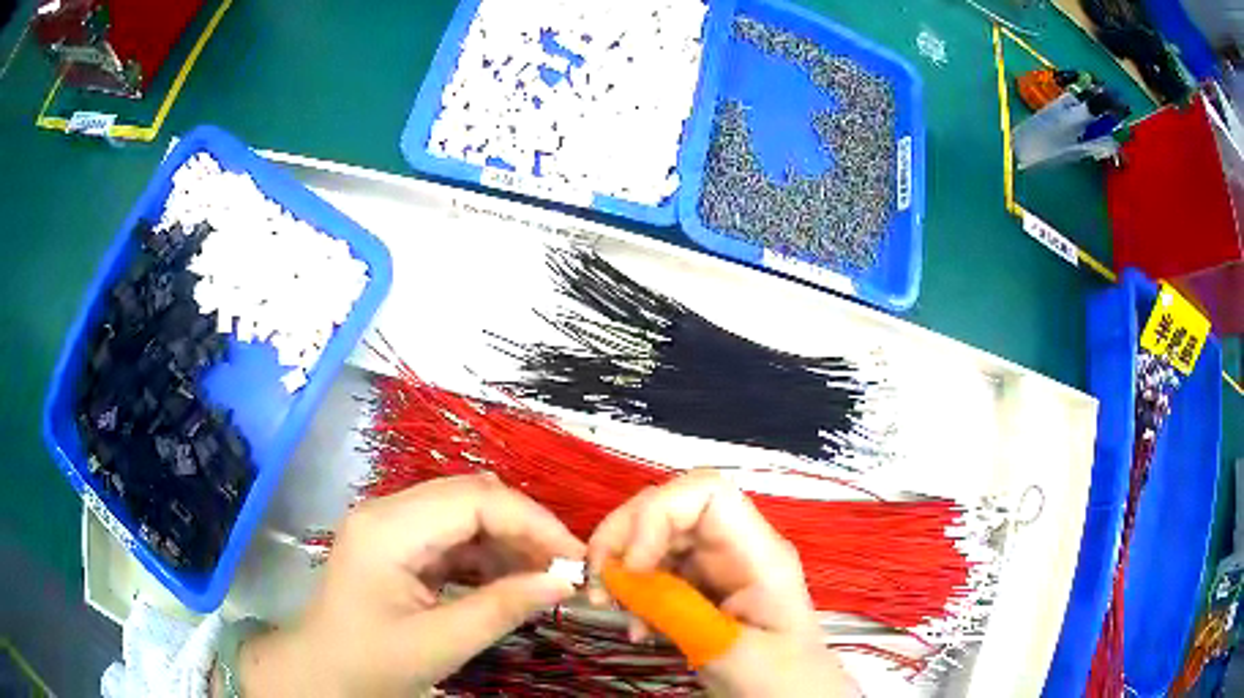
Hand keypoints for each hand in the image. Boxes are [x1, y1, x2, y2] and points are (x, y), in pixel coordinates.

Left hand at [236, 474, 584, 696]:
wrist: (323, 675)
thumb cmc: (370, 664)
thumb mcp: (439, 645)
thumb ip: (502, 610)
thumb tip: (563, 583)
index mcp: (388, 528)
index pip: (473, 499)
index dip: (532, 522)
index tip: (575, 557)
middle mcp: (388, 511)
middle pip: (471, 497)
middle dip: (524, 528)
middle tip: (564, 568)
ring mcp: (392, 526)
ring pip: (466, 514)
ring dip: (509, 541)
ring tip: (543, 577)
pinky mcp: (399, 546)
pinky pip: (454, 537)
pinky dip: (489, 556)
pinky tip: (510, 581)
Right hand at [588, 470, 858, 696]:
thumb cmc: (778, 680)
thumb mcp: (725, 650)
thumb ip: (674, 610)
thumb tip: (619, 575)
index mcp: (759, 554)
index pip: (707, 492)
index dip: (657, 514)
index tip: (630, 566)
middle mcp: (737, 548)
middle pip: (672, 508)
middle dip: (624, 537)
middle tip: (597, 583)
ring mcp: (719, 567)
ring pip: (657, 538)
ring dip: (623, 568)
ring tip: (612, 609)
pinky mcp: (702, 589)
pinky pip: (656, 572)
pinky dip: (634, 593)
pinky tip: (636, 627)